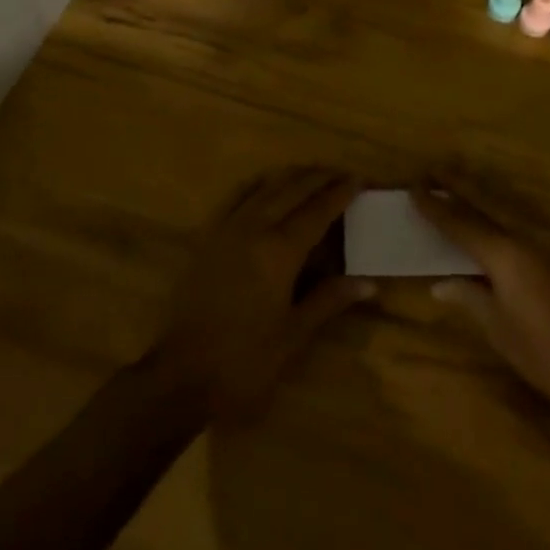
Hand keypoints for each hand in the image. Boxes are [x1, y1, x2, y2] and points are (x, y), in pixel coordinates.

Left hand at [150, 168, 374, 420]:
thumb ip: (329, 300)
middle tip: (342, 173)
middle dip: (320, 177)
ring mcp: (226, 228)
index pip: (318, 210)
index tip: (360, 179)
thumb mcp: (293, 335)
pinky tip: (266, 183)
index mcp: (280, 251)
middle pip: (292, 189)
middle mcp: (254, 228)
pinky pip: (235, 196)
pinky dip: (257, 184)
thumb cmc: (243, 361)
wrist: (179, 376)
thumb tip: (370, 283)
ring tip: (312, 174)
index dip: (341, 192)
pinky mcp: (206, 236)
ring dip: (291, 176)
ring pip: (264, 186)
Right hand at [416, 172, 549, 426]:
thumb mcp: (503, 334)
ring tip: (462, 182)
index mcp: (507, 255)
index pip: (461, 223)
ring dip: (483, 190)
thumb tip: (439, 283)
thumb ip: (471, 300)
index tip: (414, 187)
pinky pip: (528, 216)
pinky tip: (502, 212)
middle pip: (487, 200)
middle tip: (433, 170)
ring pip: (510, 203)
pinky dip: (506, 206)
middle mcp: (529, 235)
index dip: (435, 206)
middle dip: (458, 184)